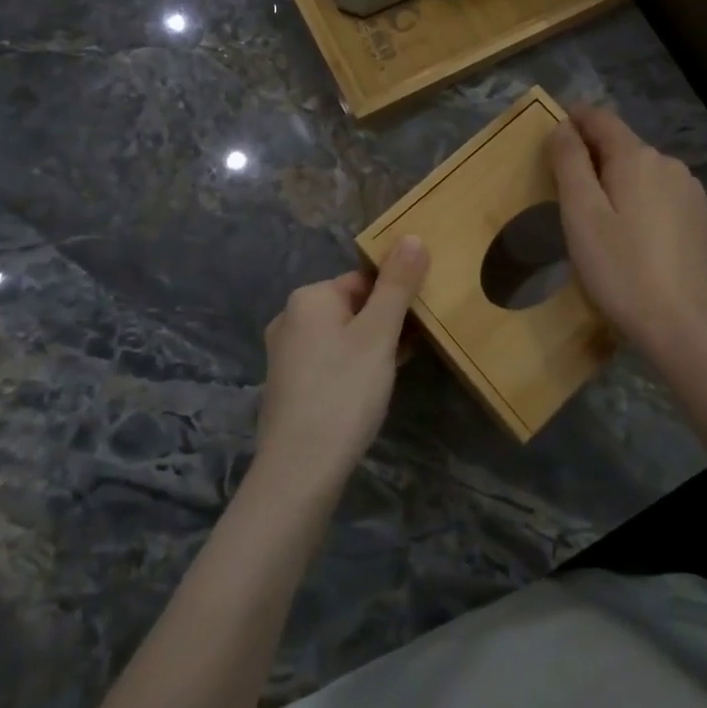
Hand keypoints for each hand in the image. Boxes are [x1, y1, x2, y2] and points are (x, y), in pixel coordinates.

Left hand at [254, 237, 429, 498]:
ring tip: (399, 367)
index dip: (395, 296)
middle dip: (385, 321)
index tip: (420, 320)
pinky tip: (373, 390)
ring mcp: (286, 355)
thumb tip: (412, 236)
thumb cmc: (343, 392)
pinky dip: (354, 367)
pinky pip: (330, 361)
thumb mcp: (379, 334)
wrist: (299, 471)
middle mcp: (290, 318)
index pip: (363, 279)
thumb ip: (397, 285)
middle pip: (352, 306)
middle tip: (414, 345)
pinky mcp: (288, 386)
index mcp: (309, 297)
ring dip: (373, 345)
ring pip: (342, 336)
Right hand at [547, 106, 706, 349]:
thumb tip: (563, 127)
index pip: (601, 119)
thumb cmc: (620, 268)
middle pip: (622, 145)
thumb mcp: (581, 214)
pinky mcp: (700, 215)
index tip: (554, 129)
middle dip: (594, 154)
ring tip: (600, 214)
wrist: (680, 323)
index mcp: (636, 157)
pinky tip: (634, 231)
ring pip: (643, 170)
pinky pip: (662, 192)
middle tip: (567, 185)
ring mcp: (690, 189)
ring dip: (619, 178)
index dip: (575, 118)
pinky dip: (642, 198)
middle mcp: (668, 163)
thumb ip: (569, 163)